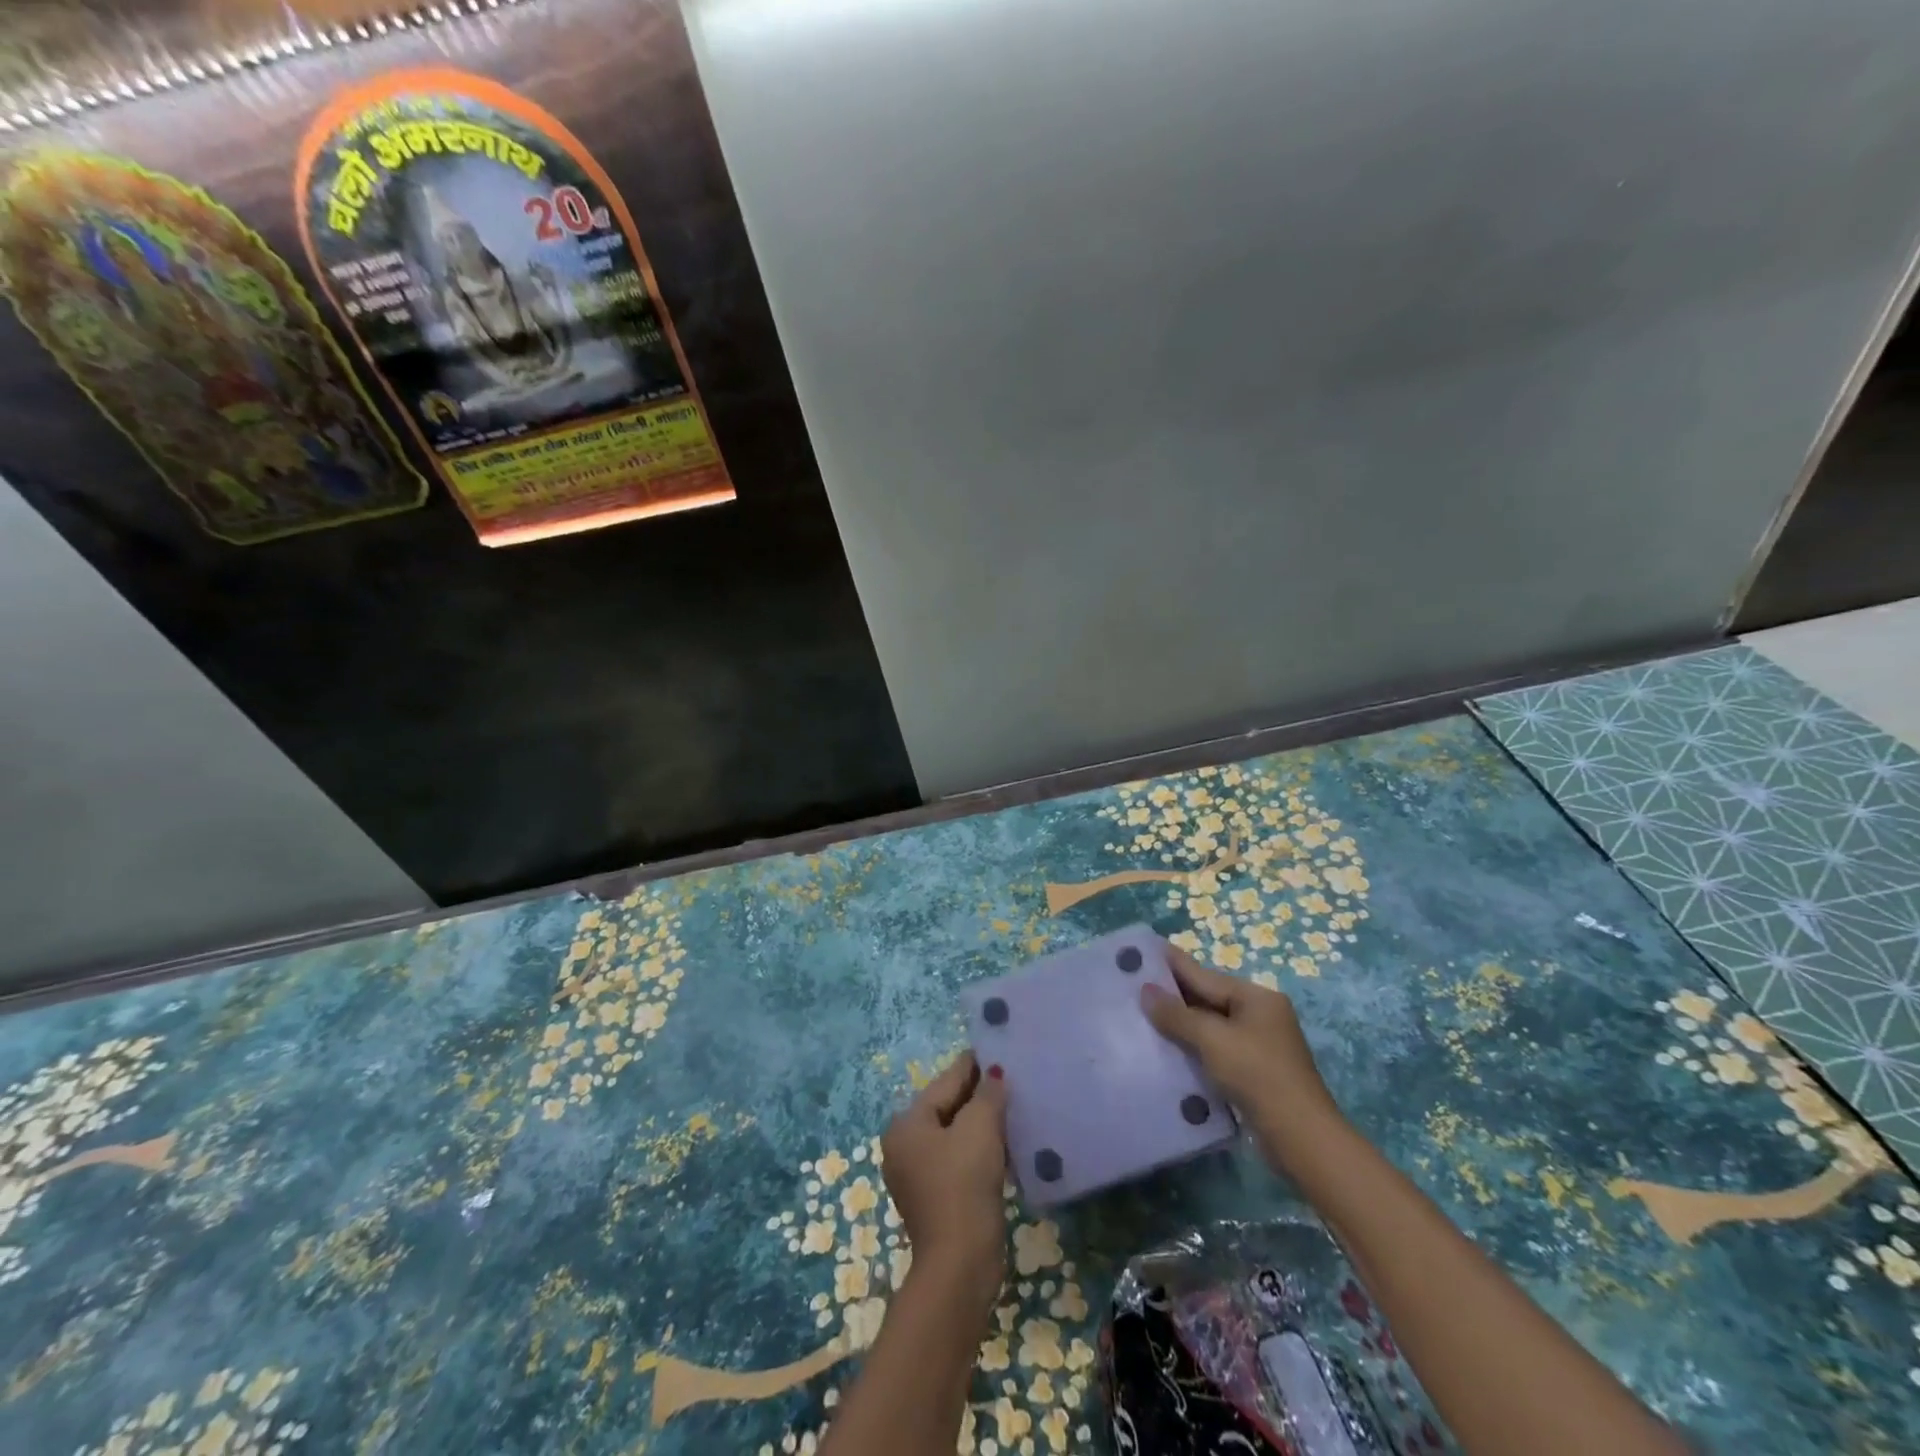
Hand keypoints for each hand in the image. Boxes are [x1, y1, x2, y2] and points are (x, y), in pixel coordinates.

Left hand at [880, 1052, 1009, 1300]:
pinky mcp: (936, 1199)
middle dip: (977, 1096)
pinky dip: (978, 1149)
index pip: (945, 1083)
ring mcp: (918, 1176)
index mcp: (906, 1125)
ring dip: (980, 1124)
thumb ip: (987, 1094)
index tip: (994, 1050)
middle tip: (1009, 1079)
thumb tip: (993, 1075)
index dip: (972, 1067)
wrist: (960, 1264)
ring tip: (1011, 1108)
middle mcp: (904, 1146)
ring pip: (954, 1135)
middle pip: (947, 1108)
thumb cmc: (964, 1184)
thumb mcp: (980, 1129)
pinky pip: (958, 1159)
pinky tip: (1003, 1145)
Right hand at [1142, 945, 1347, 1176]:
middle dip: (1172, 995)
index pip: (1205, 975)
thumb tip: (1146, 991)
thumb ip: (1177, 1014)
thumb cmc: (1258, 1076)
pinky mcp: (1254, 1072)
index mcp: (1256, 998)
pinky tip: (1165, 1050)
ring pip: (1209, 1025)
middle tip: (1131, 985)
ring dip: (1179, 1023)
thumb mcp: (1213, 1040)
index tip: (1142, 952)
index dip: (1172, 964)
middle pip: (1208, 998)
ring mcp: (1258, 1044)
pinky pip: (1215, 1049)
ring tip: (1140, 1016)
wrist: (1302, 1139)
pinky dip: (1192, 1047)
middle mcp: (1259, 1015)